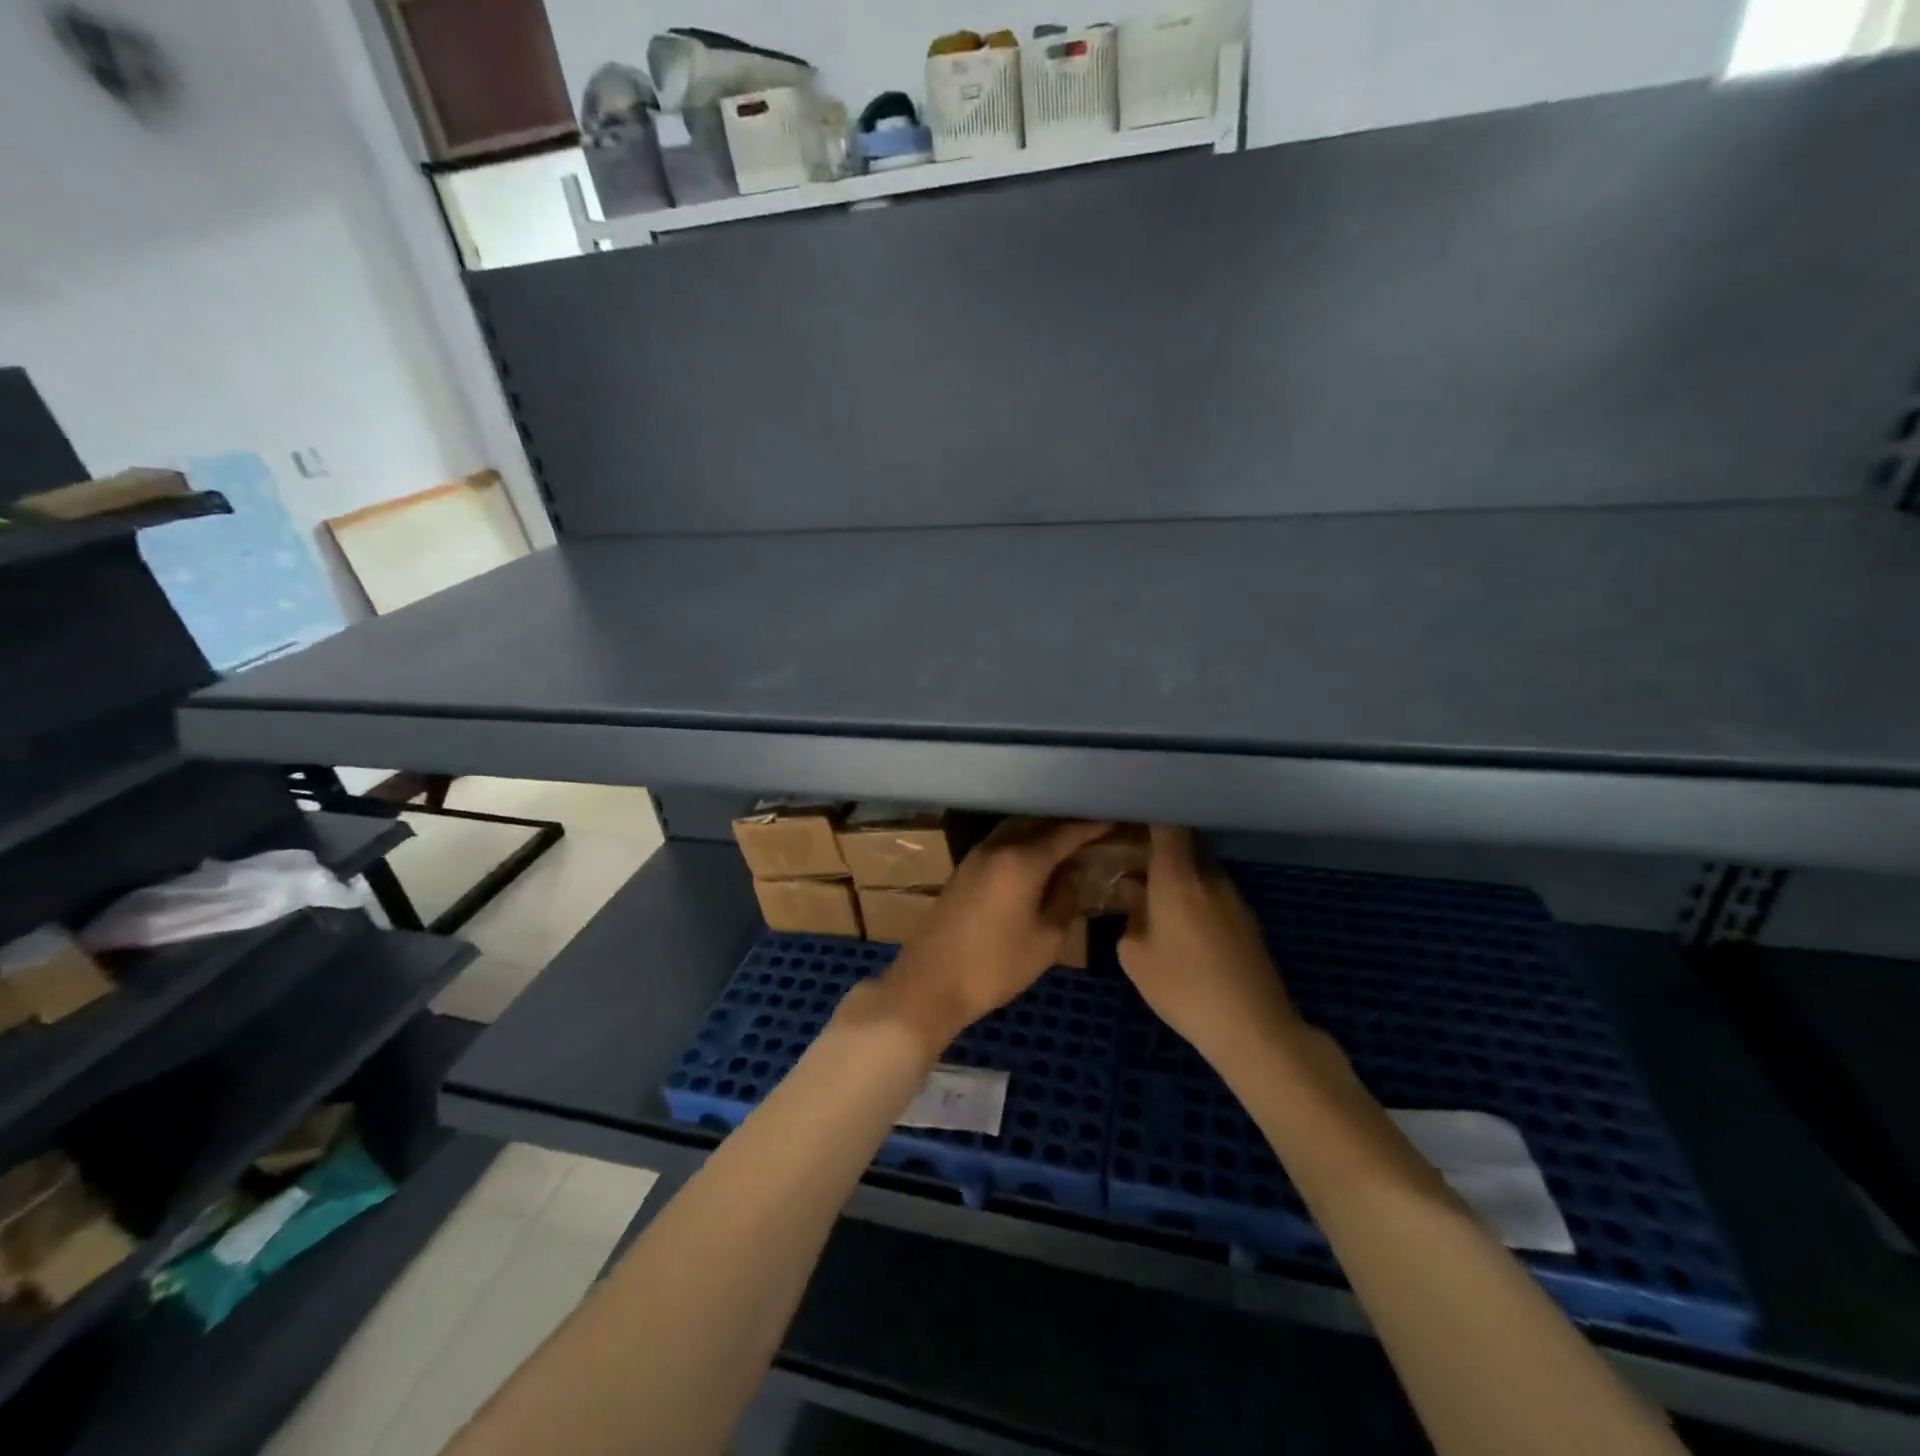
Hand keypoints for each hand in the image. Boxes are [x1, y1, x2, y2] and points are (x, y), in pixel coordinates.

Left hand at [872, 818, 1110, 1050]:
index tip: (1115, 817)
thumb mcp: (1046, 939)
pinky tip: (1036, 856)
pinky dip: (1023, 841)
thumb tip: (1076, 870)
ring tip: (1070, 839)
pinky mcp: (964, 868)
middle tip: (1095, 826)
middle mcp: (997, 846)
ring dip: (1042, 830)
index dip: (1092, 825)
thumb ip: (1066, 898)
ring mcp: (976, 855)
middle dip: (1067, 822)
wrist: (931, 983)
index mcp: (1022, 860)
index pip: (1065, 832)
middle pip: (1038, 822)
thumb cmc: (996, 966)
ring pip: (1016, 829)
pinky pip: (1001, 841)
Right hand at [1119, 827, 1298, 1070]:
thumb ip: (1129, 922)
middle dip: (1156, 853)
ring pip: (1198, 873)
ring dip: (1177, 880)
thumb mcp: (1134, 957)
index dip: (1148, 817)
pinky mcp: (1248, 921)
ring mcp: (1234, 898)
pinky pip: (1213, 896)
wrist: (1253, 1028)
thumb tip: (1138, 910)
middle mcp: (1210, 876)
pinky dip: (1194, 900)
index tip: (1127, 820)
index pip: (1167, 826)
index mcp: (1178, 876)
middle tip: (1130, 866)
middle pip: (1182, 848)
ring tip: (1153, 901)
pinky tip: (1182, 930)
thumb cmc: (1184, 987)